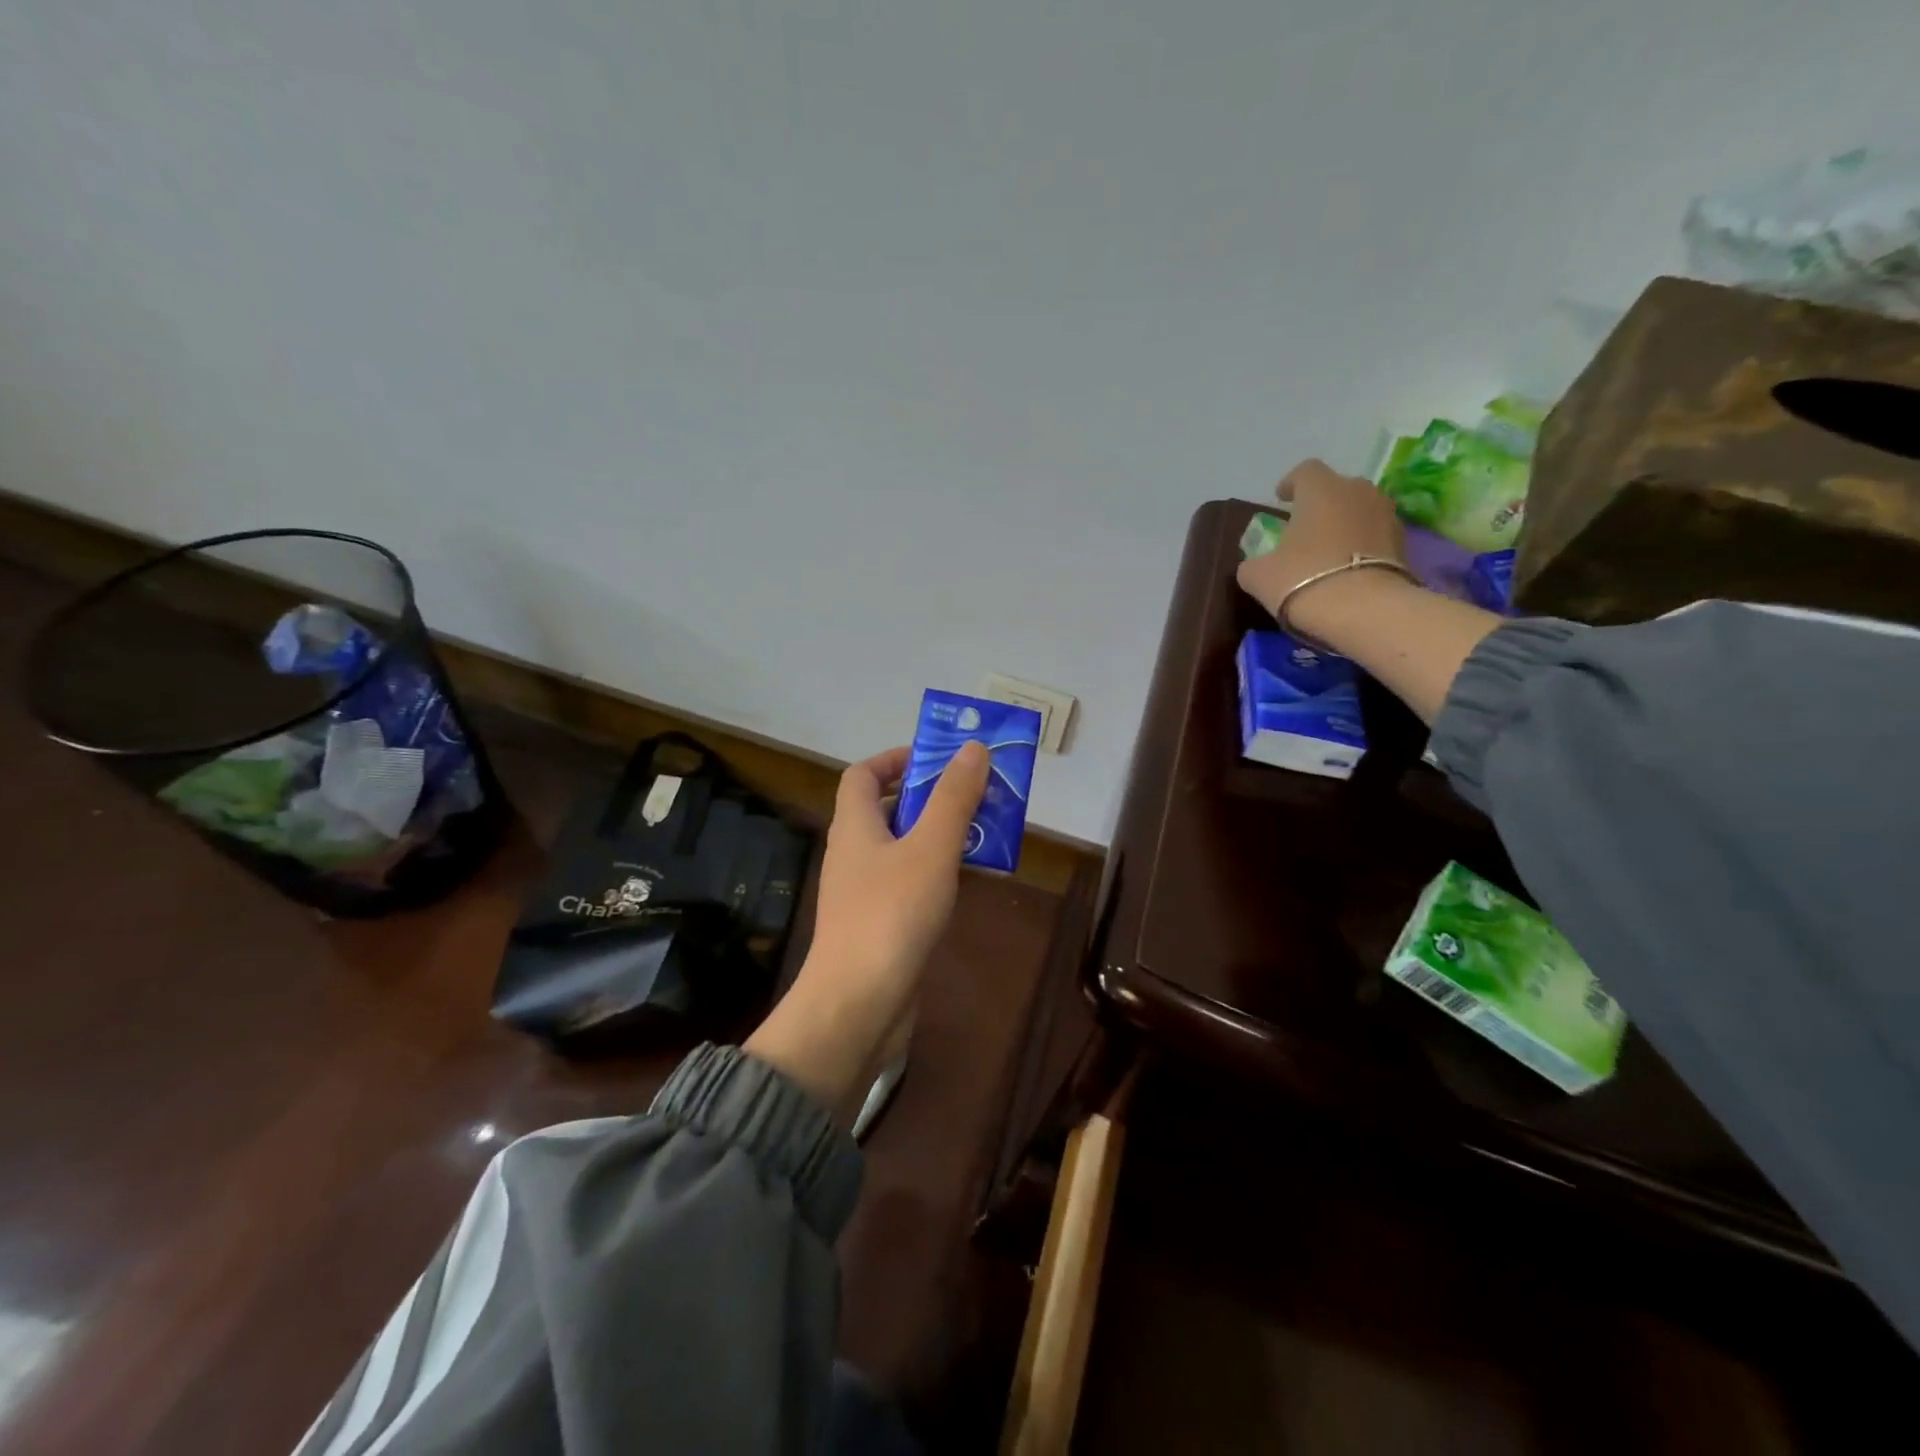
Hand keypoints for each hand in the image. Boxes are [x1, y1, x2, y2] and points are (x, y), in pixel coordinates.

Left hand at [744, 742, 989, 1113]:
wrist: (857, 1005)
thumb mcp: (930, 848)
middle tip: (975, 793)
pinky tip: (967, 881)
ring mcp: (864, 892)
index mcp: (854, 826)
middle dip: (930, 796)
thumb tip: (973, 747)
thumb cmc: (891, 915)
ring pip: (902, 847)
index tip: (937, 757)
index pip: (862, 774)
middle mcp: (853, 853)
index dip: (895, 758)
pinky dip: (936, 872)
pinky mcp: (879, 924)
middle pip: (886, 808)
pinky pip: (909, 883)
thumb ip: (953, 798)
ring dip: (938, 834)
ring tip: (983, 831)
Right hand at [1235, 460, 1407, 637]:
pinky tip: (1348, 569)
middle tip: (1304, 528)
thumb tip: (1256, 564)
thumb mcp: (1258, 576)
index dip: (1291, 483)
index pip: (1305, 471)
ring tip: (1328, 550)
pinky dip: (1361, 545)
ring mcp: (1386, 515)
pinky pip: (1375, 535)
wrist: (1364, 610)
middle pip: (1337, 488)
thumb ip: (1253, 563)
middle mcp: (1358, 491)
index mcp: (1321, 489)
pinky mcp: (1404, 543)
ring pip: (1360, 510)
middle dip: (1321, 504)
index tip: (1281, 500)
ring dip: (1344, 524)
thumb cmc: (1302, 580)